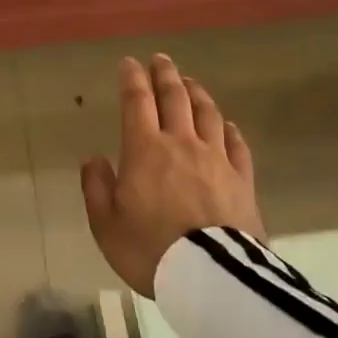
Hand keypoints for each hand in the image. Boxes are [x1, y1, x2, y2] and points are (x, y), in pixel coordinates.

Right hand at [81, 55, 265, 296]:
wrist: (210, 278)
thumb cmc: (149, 249)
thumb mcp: (105, 223)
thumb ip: (96, 186)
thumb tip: (94, 158)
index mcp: (145, 149)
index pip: (137, 102)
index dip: (132, 79)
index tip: (129, 63)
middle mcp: (182, 143)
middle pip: (175, 98)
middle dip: (165, 75)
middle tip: (160, 60)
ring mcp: (217, 159)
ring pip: (208, 114)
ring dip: (197, 93)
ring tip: (190, 82)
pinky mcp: (243, 180)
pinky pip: (238, 145)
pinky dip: (230, 129)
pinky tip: (227, 125)